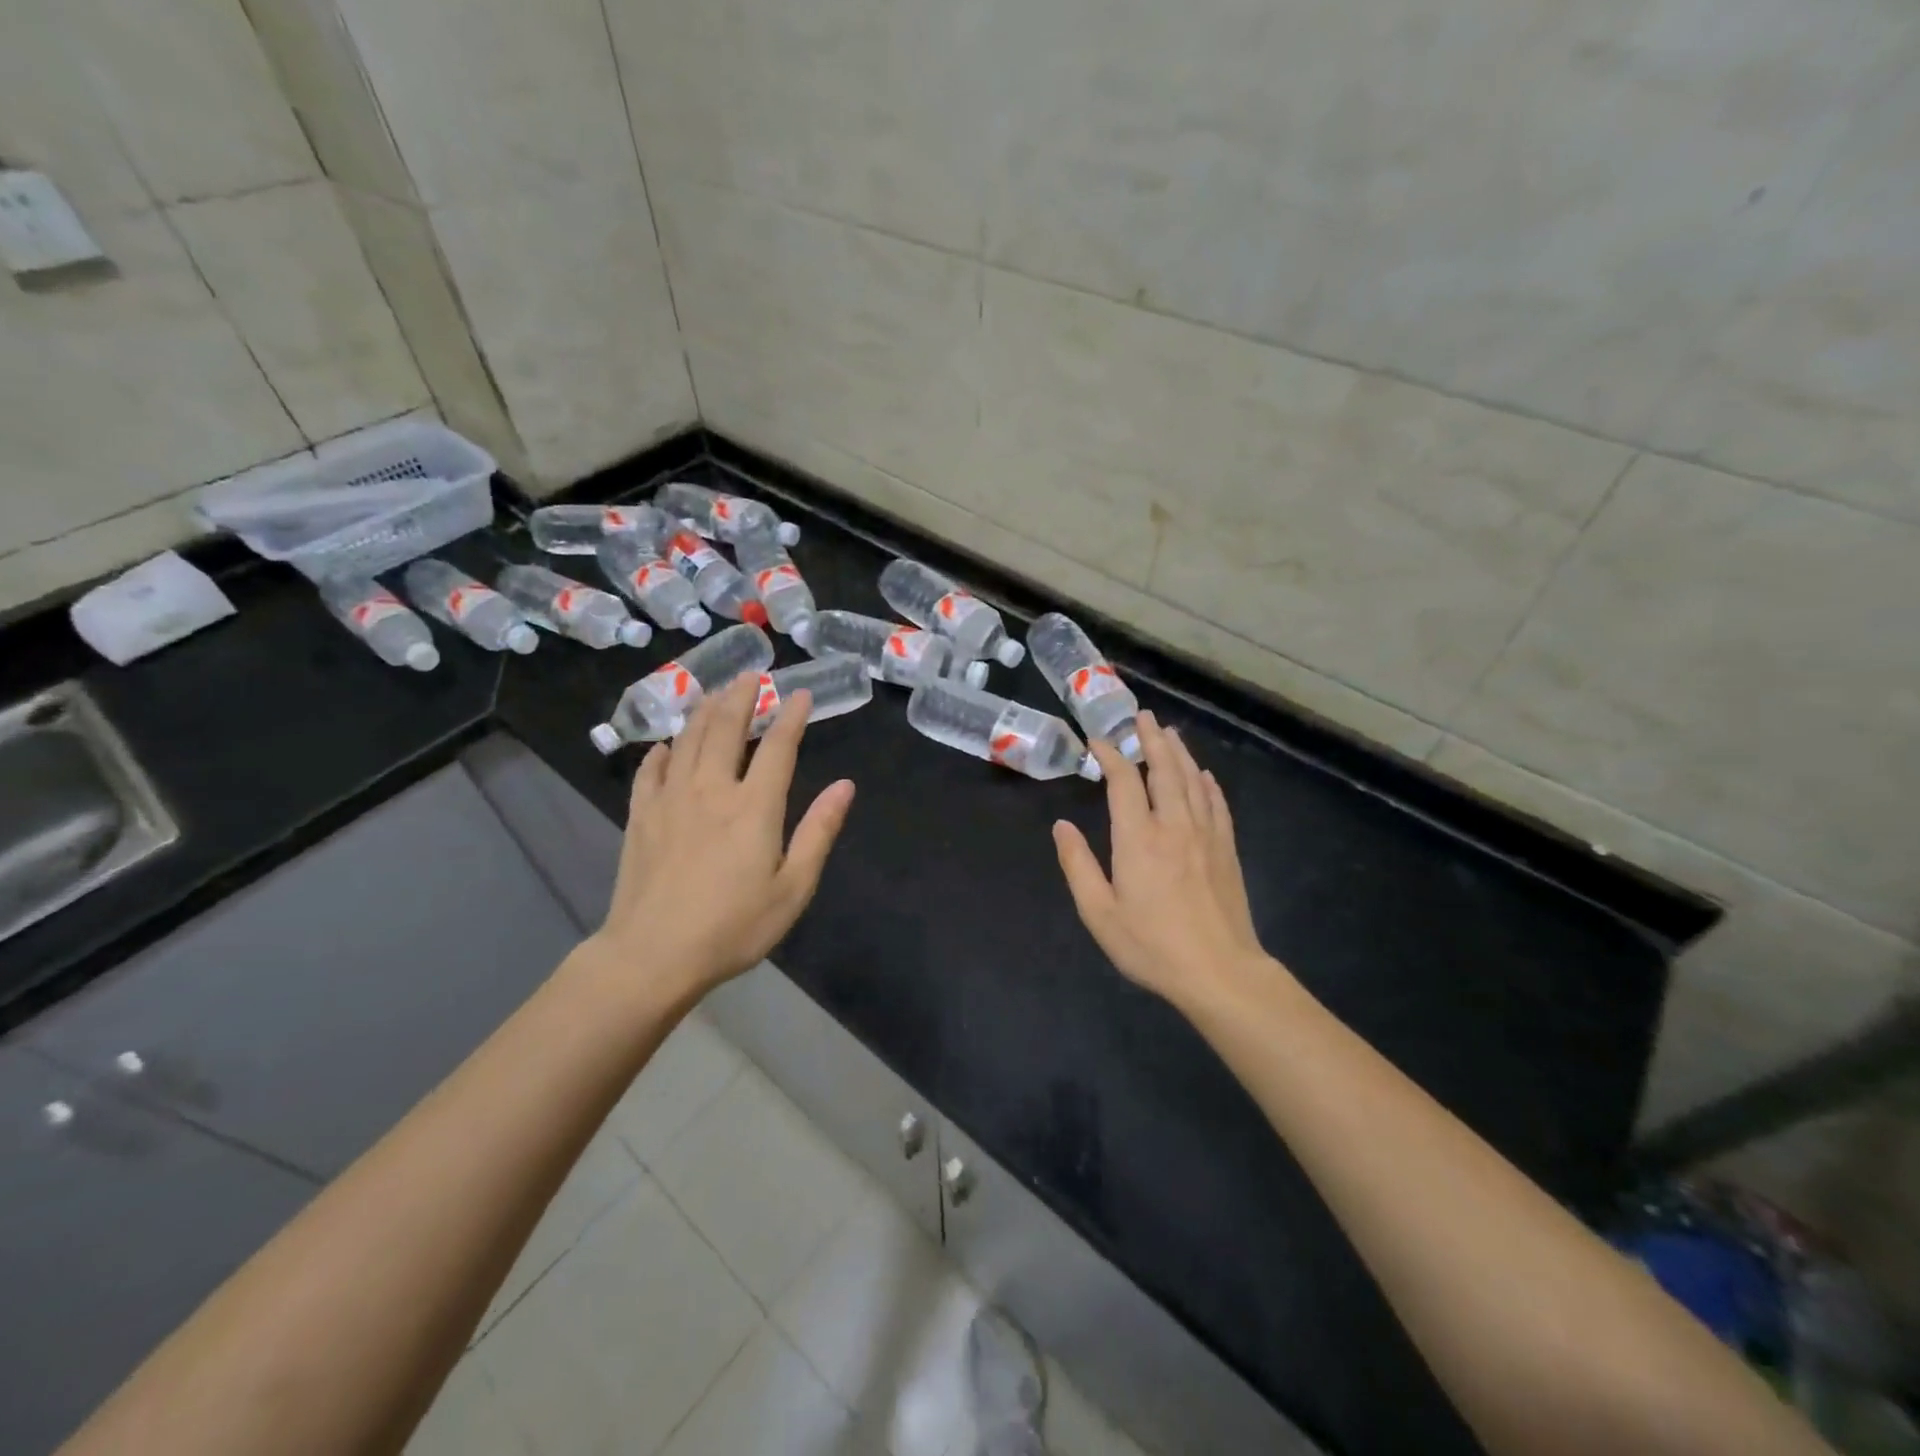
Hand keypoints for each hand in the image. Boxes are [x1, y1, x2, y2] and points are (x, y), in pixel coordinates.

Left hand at [590, 674, 854, 1002]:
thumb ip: (819, 832)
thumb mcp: (793, 888)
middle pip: (726, 729)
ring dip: (704, 711)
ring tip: (715, 693)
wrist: (653, 955)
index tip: (800, 694)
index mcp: (754, 807)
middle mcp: (711, 790)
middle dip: (741, 697)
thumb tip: (845, 786)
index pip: (778, 747)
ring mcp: (670, 800)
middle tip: (751, 675)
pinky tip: (666, 745)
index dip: (791, 716)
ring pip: (688, 740)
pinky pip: (650, 771)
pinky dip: (661, 751)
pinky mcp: (640, 817)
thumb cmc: (733, 927)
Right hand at [1053, 711, 1279, 1010]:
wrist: (1220, 971)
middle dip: (1151, 739)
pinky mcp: (1226, 849)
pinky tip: (1204, 775)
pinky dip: (1208, 784)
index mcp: (1138, 838)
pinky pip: (1217, 804)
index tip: (1098, 742)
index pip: (1124, 781)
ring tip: (1169, 733)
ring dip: (1179, 753)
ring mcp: (1205, 835)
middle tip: (1143, 716)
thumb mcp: (1099, 913)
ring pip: (1193, 781)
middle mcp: (1173, 825)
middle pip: (1164, 769)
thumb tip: (1061, 826)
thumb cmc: (1152, 945)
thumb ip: (1077, 865)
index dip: (1111, 755)